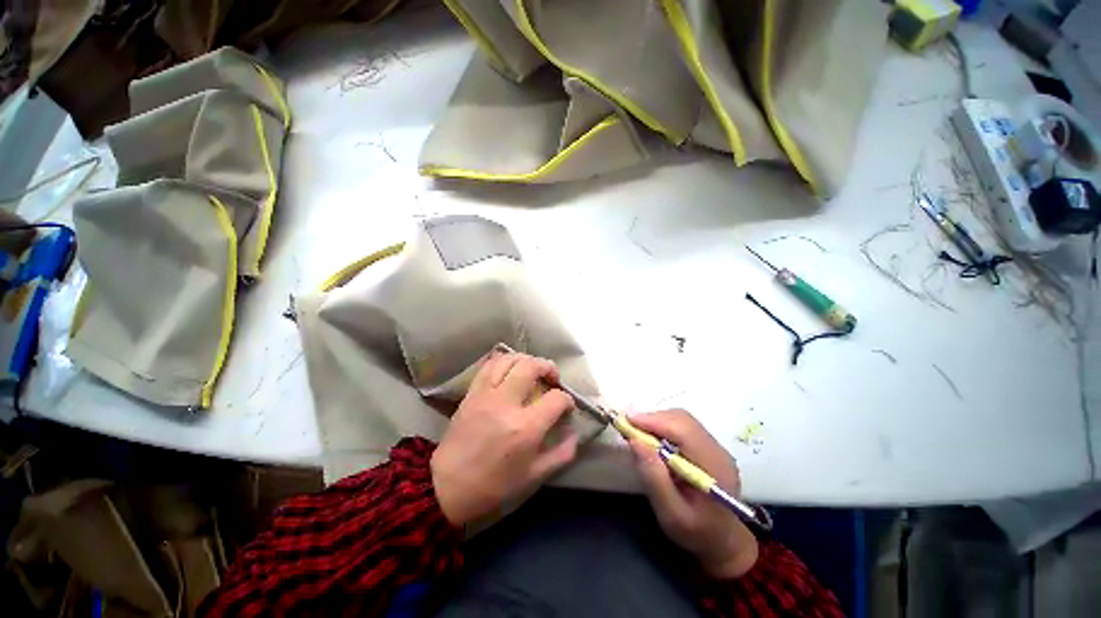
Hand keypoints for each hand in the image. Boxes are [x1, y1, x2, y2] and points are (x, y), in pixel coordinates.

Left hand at [431, 351, 578, 525]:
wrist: (448, 486)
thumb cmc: (494, 485)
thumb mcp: (534, 476)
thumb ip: (561, 454)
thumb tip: (574, 433)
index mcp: (525, 427)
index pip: (555, 398)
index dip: (567, 399)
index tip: (566, 406)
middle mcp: (506, 403)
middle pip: (531, 366)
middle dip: (548, 367)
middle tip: (552, 378)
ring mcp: (486, 394)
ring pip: (509, 360)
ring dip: (526, 360)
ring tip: (532, 370)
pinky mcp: (472, 392)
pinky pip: (489, 365)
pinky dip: (504, 361)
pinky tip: (511, 369)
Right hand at [628, 410, 758, 578]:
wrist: (724, 542)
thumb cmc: (697, 532)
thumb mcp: (671, 514)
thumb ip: (654, 478)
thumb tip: (635, 441)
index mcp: (713, 466)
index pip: (683, 430)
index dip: (654, 421)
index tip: (627, 422)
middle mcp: (717, 449)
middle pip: (682, 419)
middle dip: (652, 419)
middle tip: (629, 427)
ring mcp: (715, 445)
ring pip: (682, 419)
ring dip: (657, 421)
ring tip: (638, 432)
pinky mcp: (708, 445)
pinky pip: (683, 426)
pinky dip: (664, 426)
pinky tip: (653, 439)